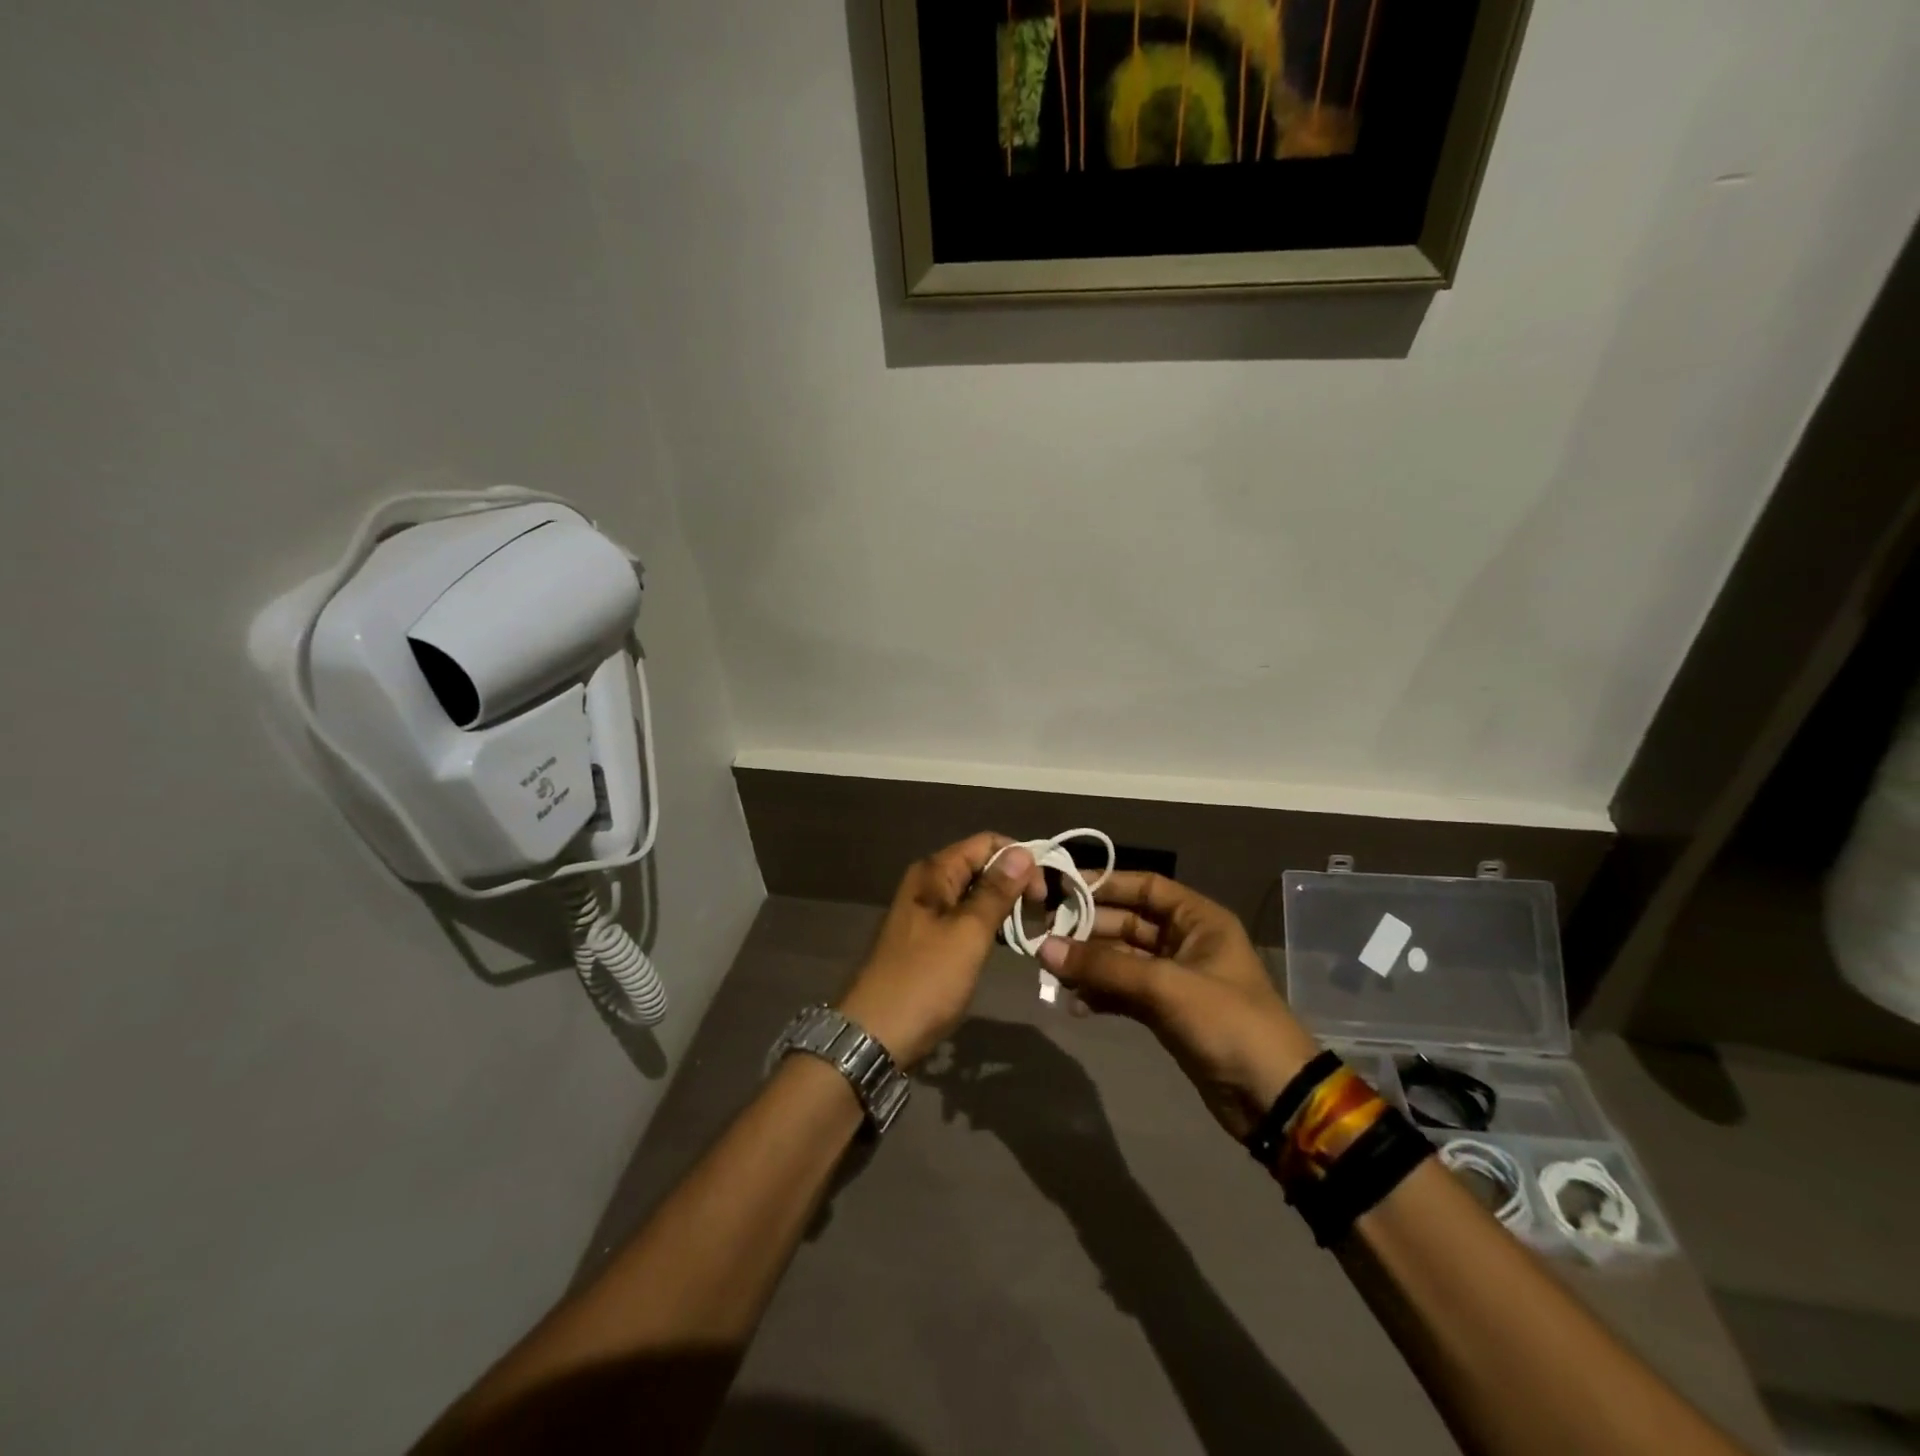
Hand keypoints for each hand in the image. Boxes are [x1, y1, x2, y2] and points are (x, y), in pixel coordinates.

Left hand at [837, 833, 1045, 1067]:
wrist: (876, 1034)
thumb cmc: (925, 980)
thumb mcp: (968, 933)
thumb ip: (996, 892)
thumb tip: (1023, 852)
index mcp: (934, 872)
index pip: (986, 843)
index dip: (1019, 859)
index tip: (1043, 892)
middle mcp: (928, 883)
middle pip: (981, 865)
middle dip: (1014, 882)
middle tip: (1043, 913)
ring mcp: (927, 912)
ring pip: (975, 893)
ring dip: (1004, 905)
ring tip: (1032, 927)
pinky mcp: (929, 939)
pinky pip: (966, 918)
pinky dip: (989, 924)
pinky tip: (1006, 942)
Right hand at [1038, 873, 1322, 1139]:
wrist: (1272, 1098)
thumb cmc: (1227, 1022)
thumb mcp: (1165, 986)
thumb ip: (1104, 966)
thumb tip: (1044, 948)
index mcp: (1198, 920)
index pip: (1145, 886)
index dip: (1105, 884)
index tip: (1061, 887)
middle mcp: (1185, 941)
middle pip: (1127, 922)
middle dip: (1087, 929)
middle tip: (1043, 936)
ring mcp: (1174, 978)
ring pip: (1121, 959)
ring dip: (1089, 965)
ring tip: (1052, 973)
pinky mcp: (1165, 1012)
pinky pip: (1124, 991)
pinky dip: (1101, 994)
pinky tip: (1075, 1003)